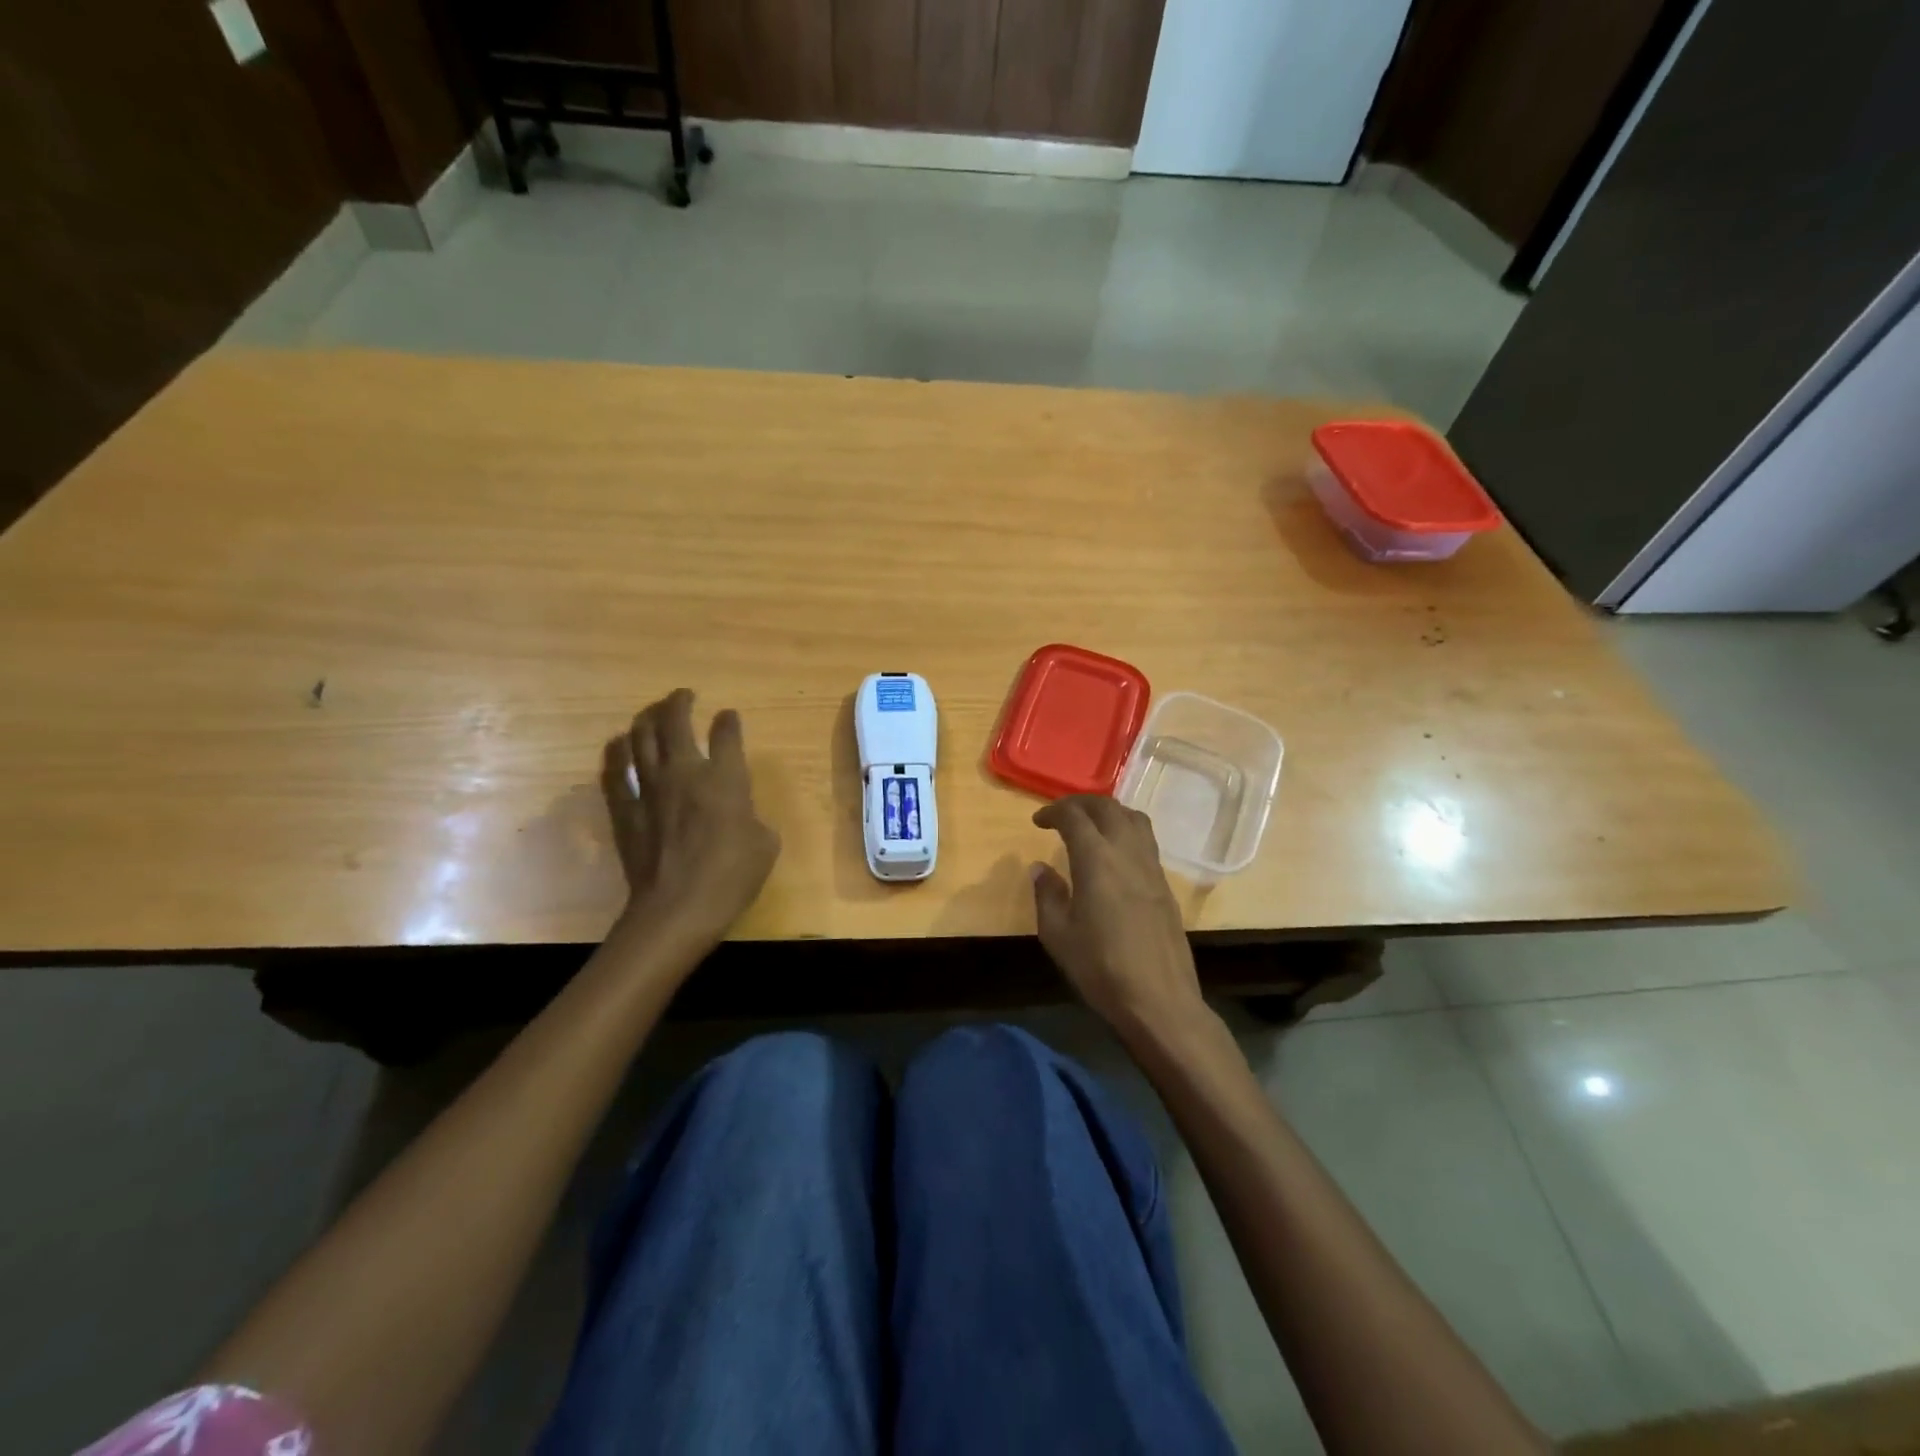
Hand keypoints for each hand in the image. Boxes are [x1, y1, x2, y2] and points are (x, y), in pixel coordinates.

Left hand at [600, 689, 780, 945]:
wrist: (678, 908)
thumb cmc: (732, 877)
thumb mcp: (765, 844)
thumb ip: (752, 815)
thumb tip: (739, 810)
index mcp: (725, 779)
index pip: (726, 734)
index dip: (729, 721)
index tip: (728, 716)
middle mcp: (684, 772)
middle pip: (675, 722)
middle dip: (680, 702)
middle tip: (683, 695)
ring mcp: (649, 788)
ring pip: (641, 737)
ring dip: (647, 718)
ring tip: (652, 713)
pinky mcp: (625, 809)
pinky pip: (614, 771)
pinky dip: (617, 752)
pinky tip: (619, 745)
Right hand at [1031, 796, 1208, 1041]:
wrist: (1159, 1000)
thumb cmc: (1101, 968)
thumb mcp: (1058, 935)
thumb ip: (1047, 895)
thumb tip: (1041, 868)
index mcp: (1097, 860)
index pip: (1075, 816)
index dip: (1054, 812)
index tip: (1038, 822)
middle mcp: (1127, 853)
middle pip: (1108, 807)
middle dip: (1082, 803)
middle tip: (1062, 815)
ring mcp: (1151, 867)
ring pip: (1134, 819)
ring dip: (1109, 812)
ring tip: (1091, 826)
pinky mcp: (1165, 885)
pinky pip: (1146, 841)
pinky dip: (1126, 831)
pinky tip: (1114, 855)